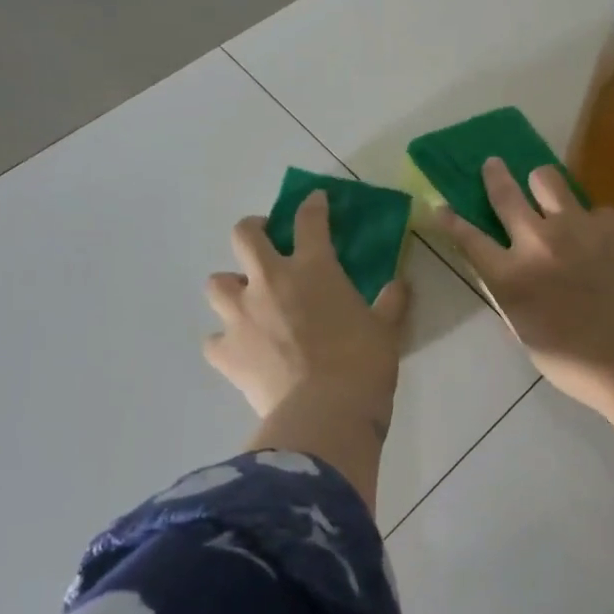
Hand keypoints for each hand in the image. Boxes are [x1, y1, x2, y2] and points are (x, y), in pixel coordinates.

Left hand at [205, 191, 410, 427]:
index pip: (309, 220)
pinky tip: (240, 351)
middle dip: (253, 230)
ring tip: (246, 300)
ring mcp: (241, 315)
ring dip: (231, 287)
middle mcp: (269, 281)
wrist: (325, 413)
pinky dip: (225, 342)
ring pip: (216, 283)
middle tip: (264, 241)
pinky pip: (214, 340)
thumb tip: (400, 284)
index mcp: (313, 268)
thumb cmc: (362, 364)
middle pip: (244, 235)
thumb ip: (391, 302)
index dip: (311, 205)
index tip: (314, 201)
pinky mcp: (225, 352)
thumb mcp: (386, 329)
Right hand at [435, 158, 613, 485]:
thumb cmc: (577, 363)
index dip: (450, 220)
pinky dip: (590, 224)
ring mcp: (580, 226)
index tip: (440, 206)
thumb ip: (509, 293)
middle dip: (494, 175)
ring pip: (547, 180)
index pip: (468, 238)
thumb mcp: (525, 332)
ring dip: (540, 186)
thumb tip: (504, 268)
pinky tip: (605, 247)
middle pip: (506, 193)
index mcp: (511, 276)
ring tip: (548, 195)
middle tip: (493, 164)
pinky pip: (593, 211)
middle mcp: (539, 241)